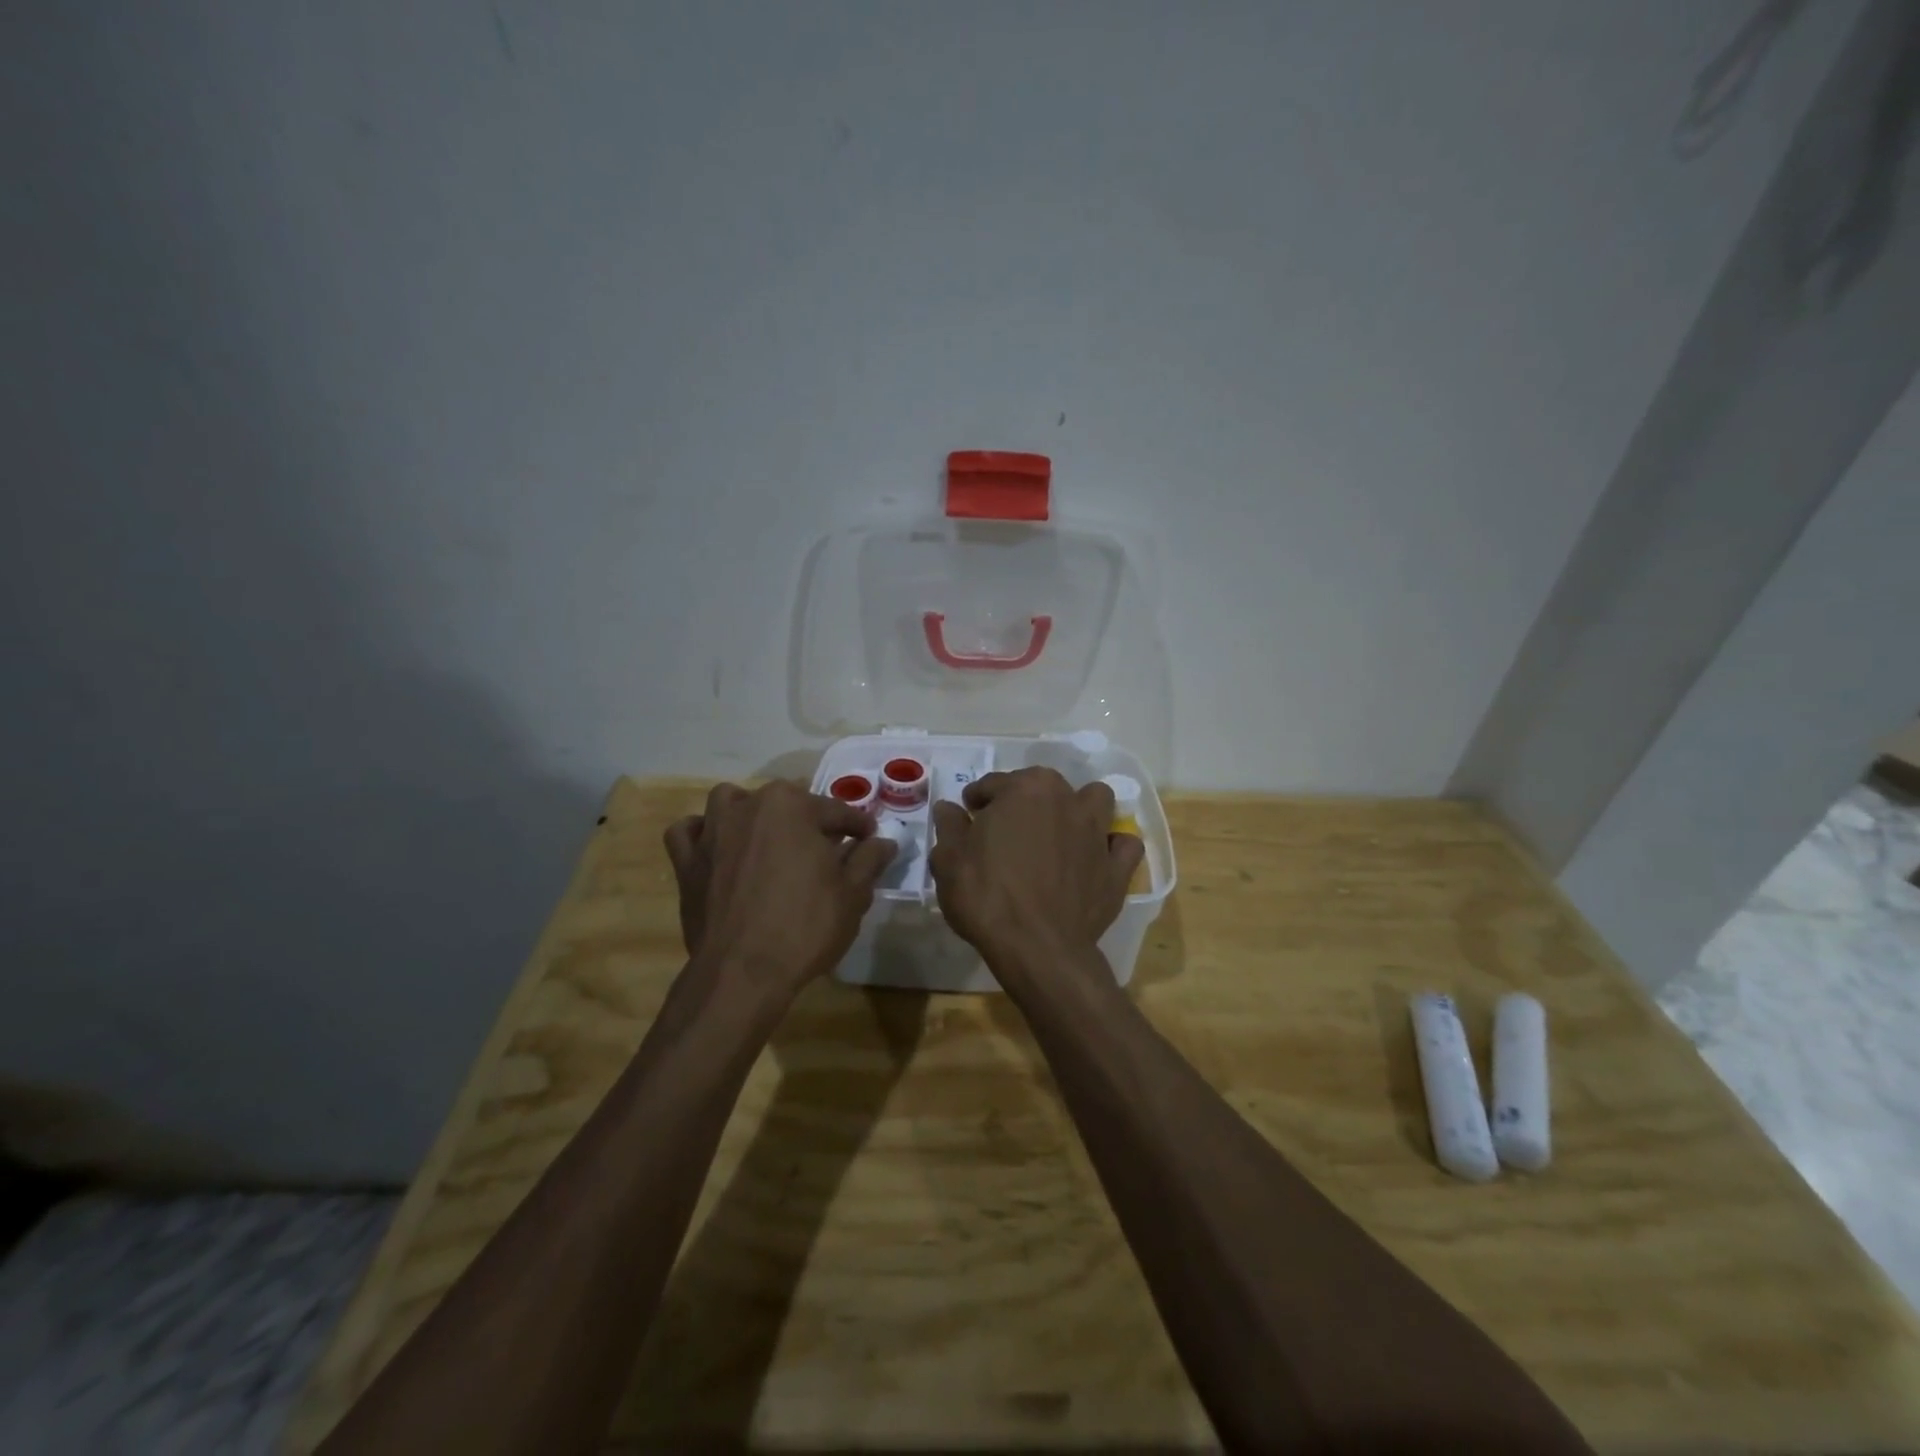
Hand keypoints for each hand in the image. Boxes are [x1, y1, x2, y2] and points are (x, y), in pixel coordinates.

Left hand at [663, 781, 895, 1002]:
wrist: (743, 972)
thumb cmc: (805, 926)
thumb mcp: (852, 893)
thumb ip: (869, 859)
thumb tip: (884, 842)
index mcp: (791, 806)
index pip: (836, 811)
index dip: (858, 827)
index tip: (870, 839)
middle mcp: (748, 806)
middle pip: (786, 804)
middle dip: (809, 822)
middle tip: (827, 851)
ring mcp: (712, 831)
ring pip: (732, 804)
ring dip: (751, 813)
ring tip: (769, 838)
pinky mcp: (687, 862)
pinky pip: (689, 832)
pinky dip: (702, 833)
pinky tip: (717, 847)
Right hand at [929, 767, 1143, 968]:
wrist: (1037, 947)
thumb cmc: (987, 896)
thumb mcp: (949, 860)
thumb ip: (950, 826)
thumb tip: (949, 808)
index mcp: (1025, 789)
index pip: (993, 784)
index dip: (977, 801)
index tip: (969, 816)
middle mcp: (1066, 799)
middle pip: (1044, 786)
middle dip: (1025, 800)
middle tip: (1007, 829)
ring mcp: (1096, 832)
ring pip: (1096, 801)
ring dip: (1079, 809)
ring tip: (1060, 832)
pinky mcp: (1117, 867)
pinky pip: (1123, 846)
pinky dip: (1111, 848)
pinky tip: (1095, 860)